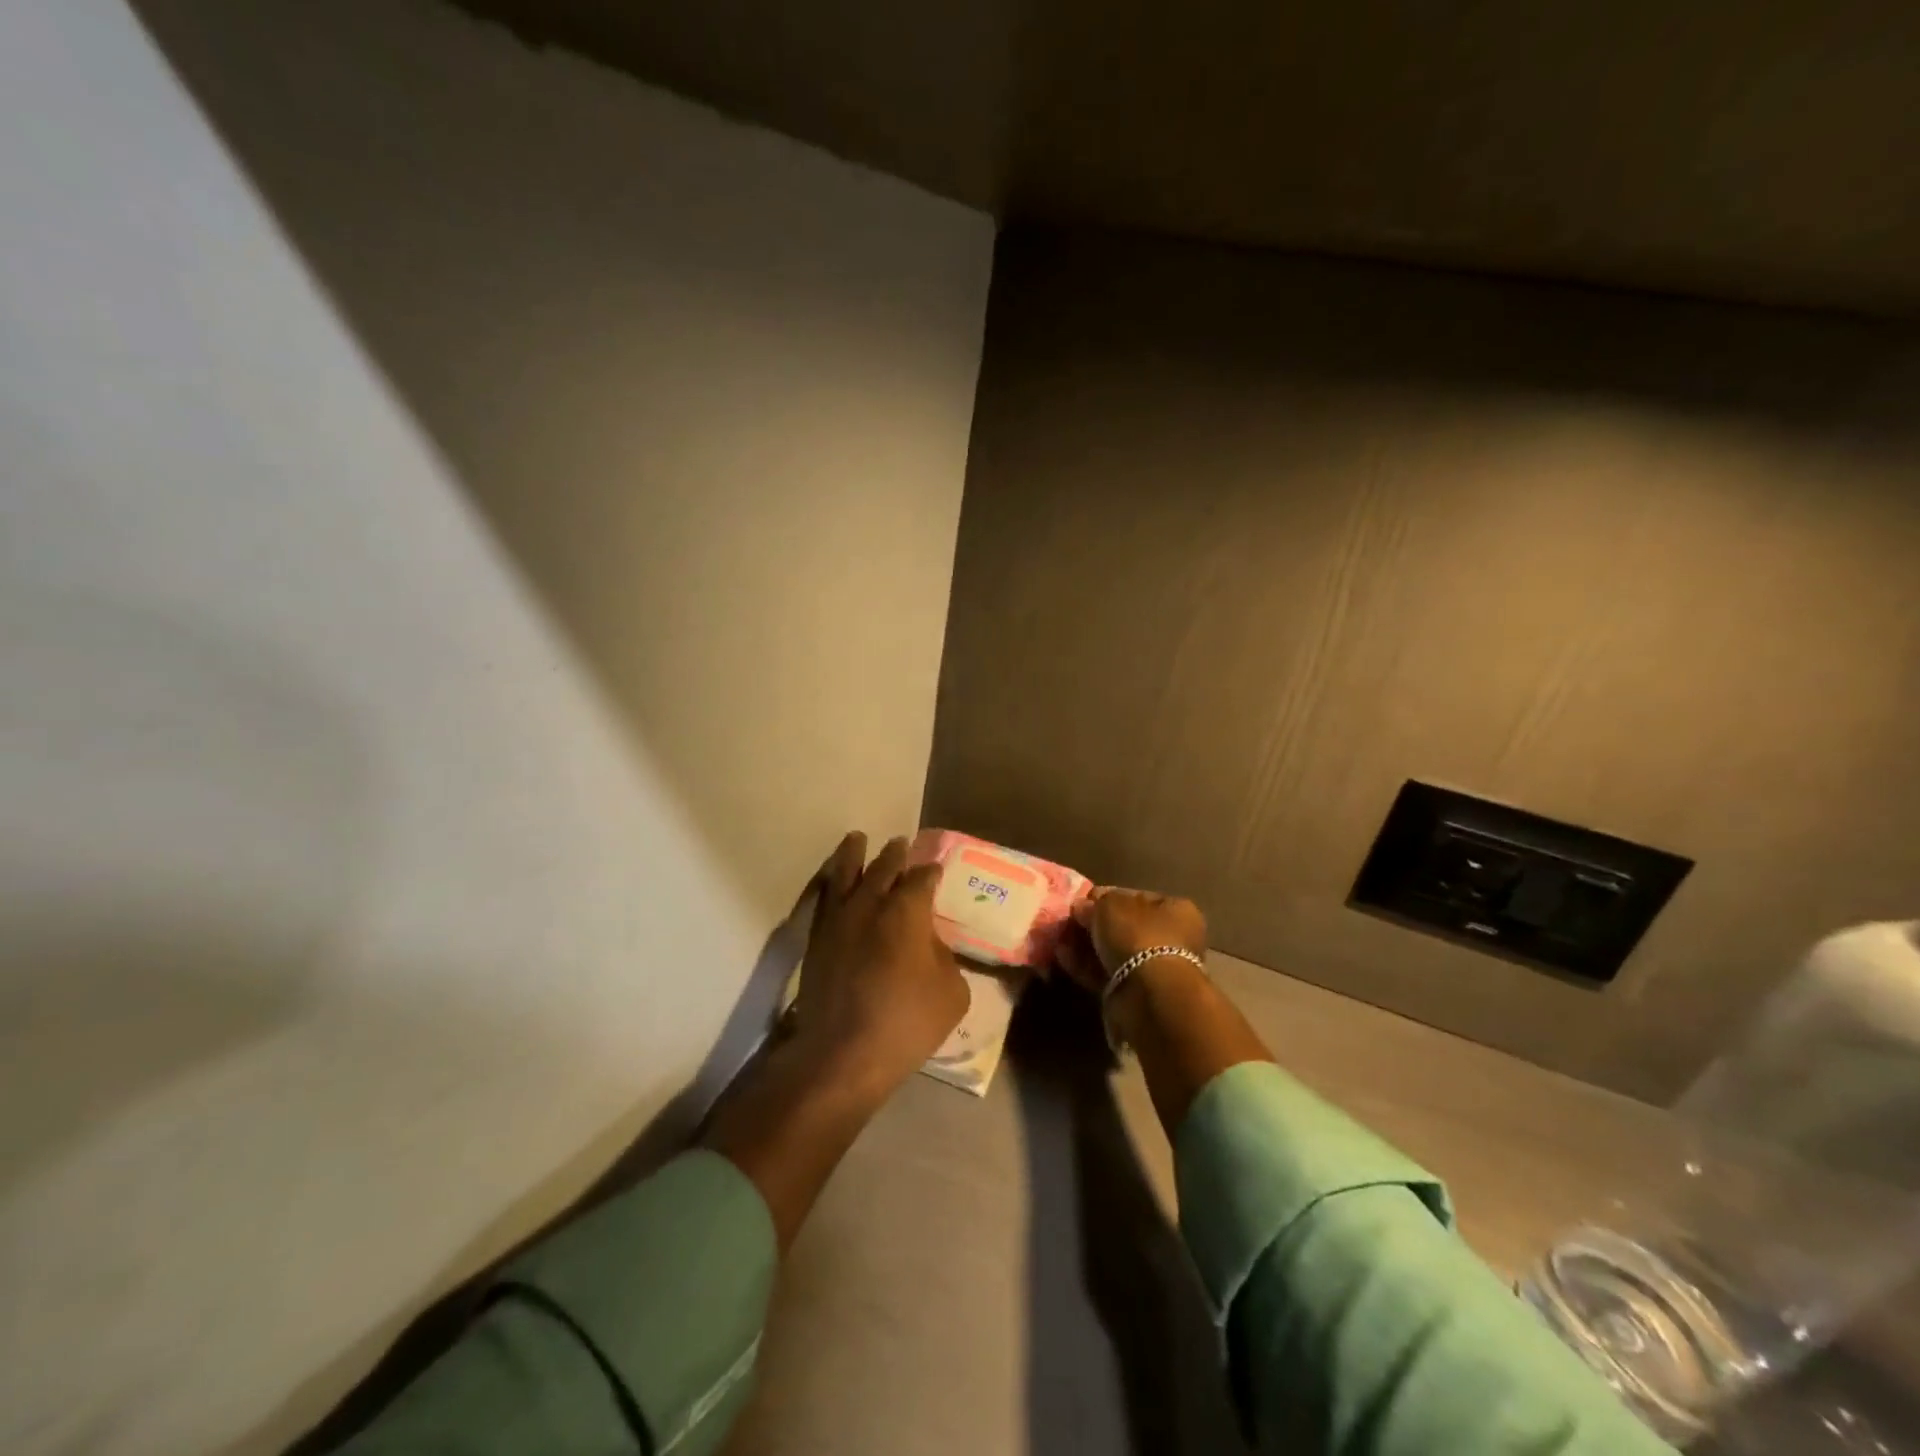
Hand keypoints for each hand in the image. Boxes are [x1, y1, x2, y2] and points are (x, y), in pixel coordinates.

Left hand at [789, 832, 969, 1099]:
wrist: (842, 1053)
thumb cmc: (906, 1022)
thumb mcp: (951, 993)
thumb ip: (944, 958)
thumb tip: (930, 945)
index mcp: (908, 910)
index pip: (922, 879)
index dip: (931, 872)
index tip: (935, 870)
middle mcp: (871, 903)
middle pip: (884, 867)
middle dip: (895, 854)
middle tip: (900, 843)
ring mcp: (839, 918)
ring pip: (845, 873)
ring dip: (853, 853)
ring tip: (856, 838)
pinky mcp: (816, 938)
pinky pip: (823, 897)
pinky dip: (829, 881)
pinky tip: (832, 879)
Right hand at [1056, 886, 1208, 992]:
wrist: (1148, 995)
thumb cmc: (1137, 935)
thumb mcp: (1110, 904)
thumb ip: (1095, 902)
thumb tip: (1082, 907)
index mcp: (1176, 910)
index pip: (1138, 897)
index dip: (1108, 896)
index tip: (1082, 900)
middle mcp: (1170, 938)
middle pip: (1124, 926)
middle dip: (1094, 924)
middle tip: (1067, 920)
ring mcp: (1152, 968)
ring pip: (1113, 951)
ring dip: (1085, 944)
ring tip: (1058, 937)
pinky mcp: (1134, 993)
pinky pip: (1105, 973)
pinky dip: (1084, 965)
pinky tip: (1061, 956)